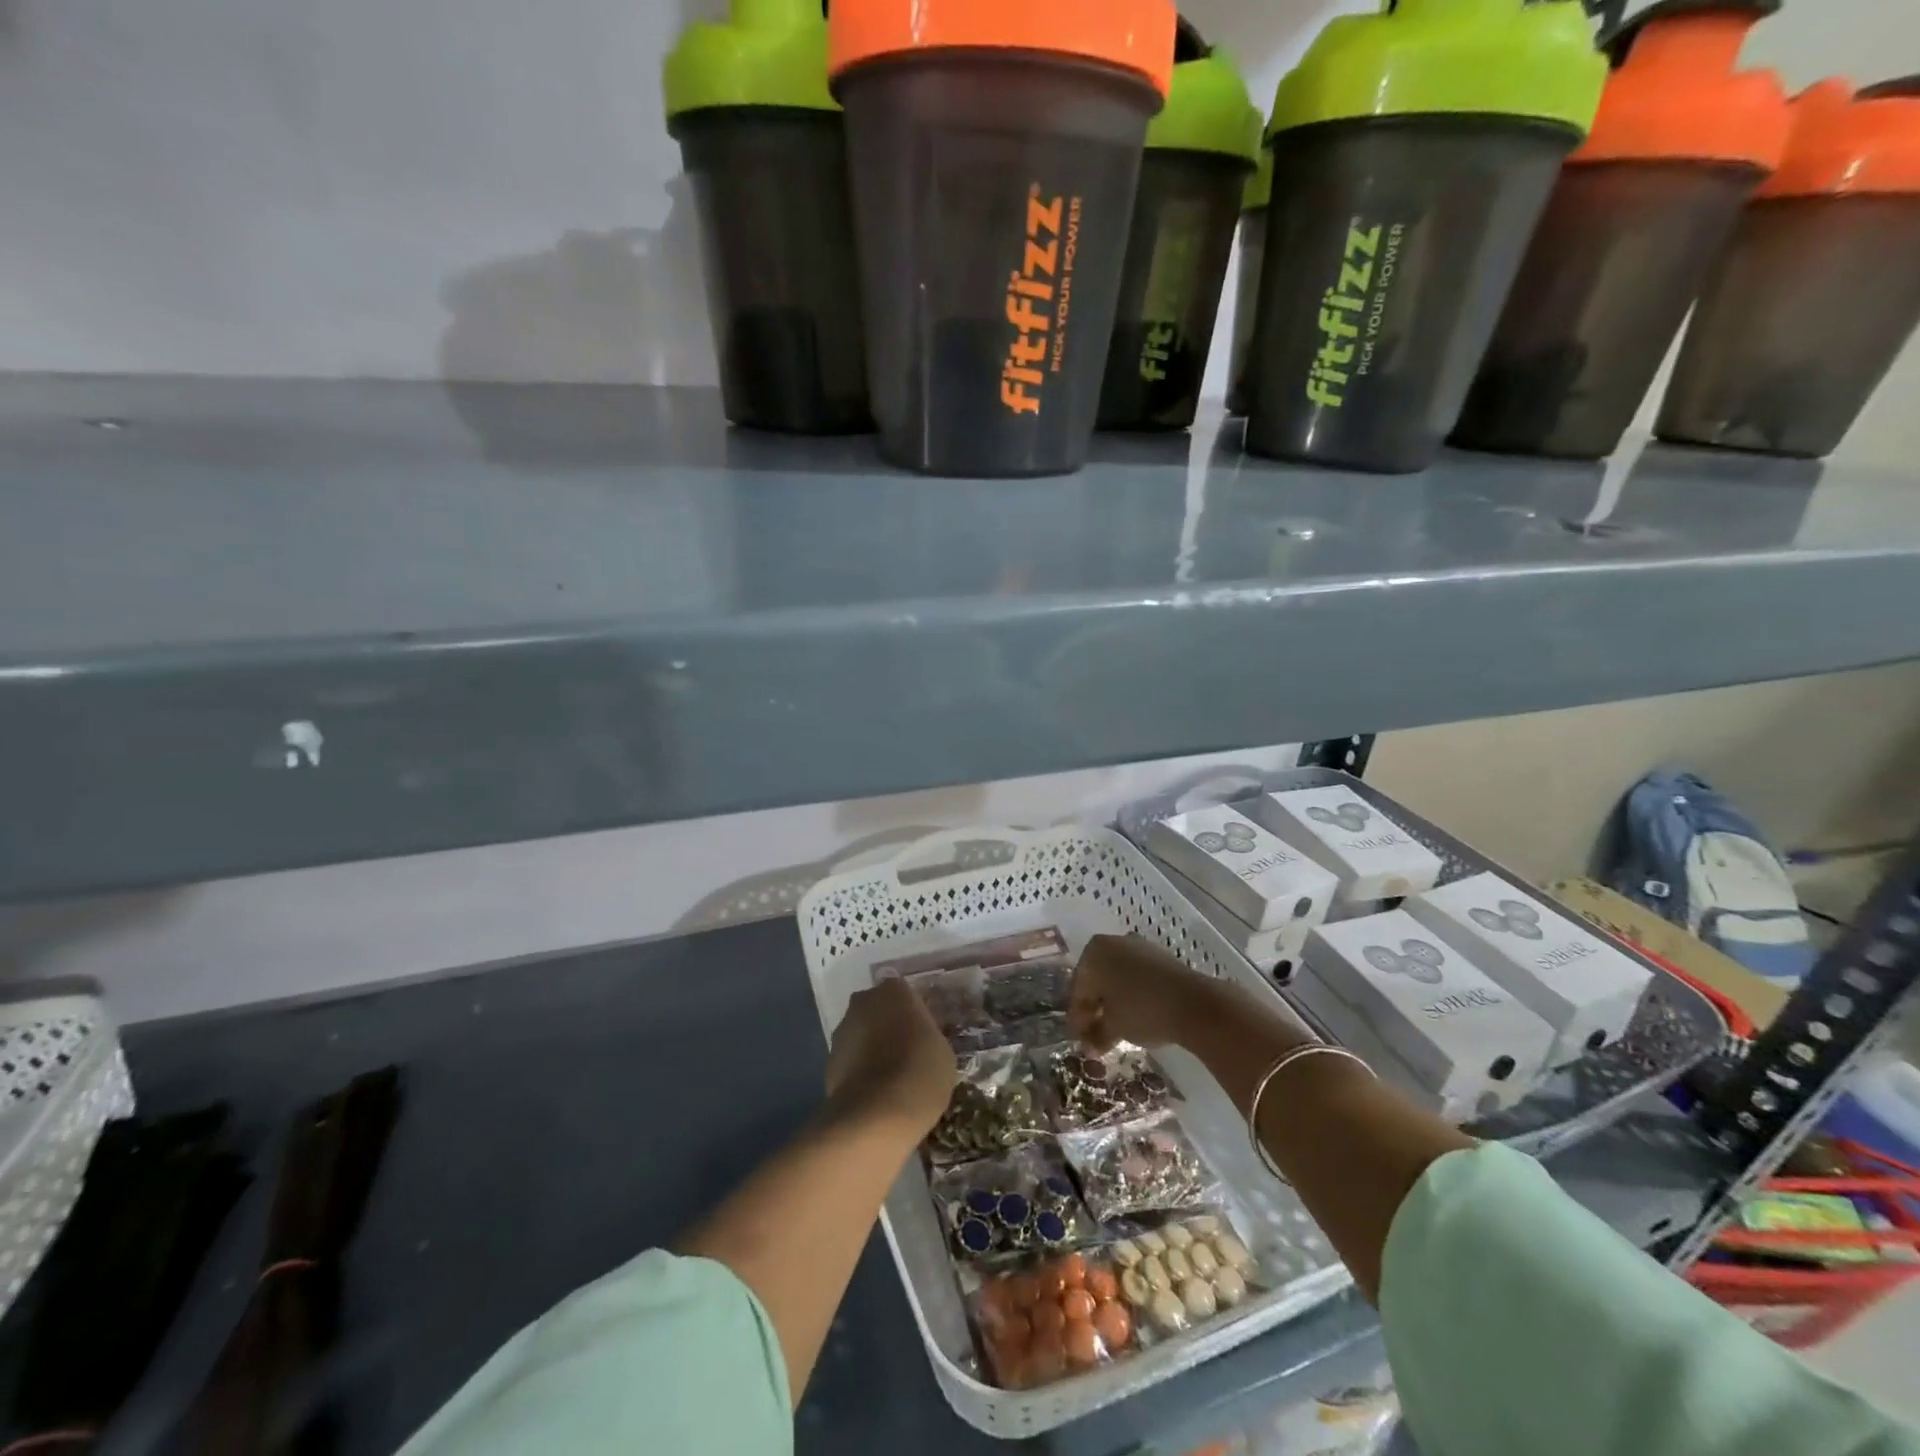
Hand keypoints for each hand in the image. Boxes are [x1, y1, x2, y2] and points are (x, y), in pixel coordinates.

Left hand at [824, 978, 955, 1138]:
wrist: (877, 1113)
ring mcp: (842, 1031)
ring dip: (871, 1048)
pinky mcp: (829, 1061)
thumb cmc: (920, 1072)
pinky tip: (874, 1093)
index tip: (921, 1035)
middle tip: (906, 1053)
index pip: (904, 994)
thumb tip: (917, 1041)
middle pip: (878, 1009)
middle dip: (887, 1026)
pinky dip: (859, 1071)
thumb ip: (927, 1036)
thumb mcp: (942, 1051)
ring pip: (861, 1033)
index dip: (912, 1014)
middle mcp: (864, 1002)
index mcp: (895, 991)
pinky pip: (850, 1059)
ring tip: (889, 1079)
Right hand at [1068, 933, 1223, 1051]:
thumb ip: (1096, 1034)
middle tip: (1093, 1036)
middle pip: (1097, 981)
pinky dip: (1131, 996)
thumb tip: (1089, 1046)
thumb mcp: (1113, 1027)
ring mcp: (1139, 947)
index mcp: (1094, 952)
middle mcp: (1113, 943)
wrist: (1194, 1004)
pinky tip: (1134, 1016)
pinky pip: (1136, 977)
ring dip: (1113, 1003)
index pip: (1078, 989)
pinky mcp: (1160, 957)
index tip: (1079, 1041)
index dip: (1078, 1018)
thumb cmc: (1142, 1010)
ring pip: (1117, 978)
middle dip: (1094, 1009)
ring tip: (1114, 1030)